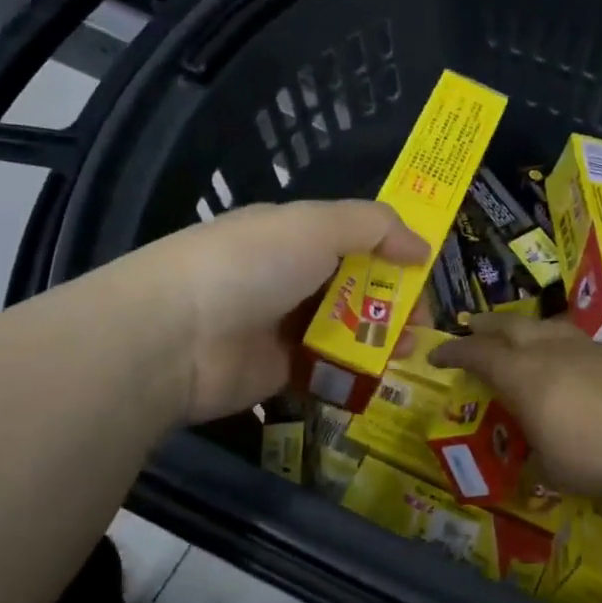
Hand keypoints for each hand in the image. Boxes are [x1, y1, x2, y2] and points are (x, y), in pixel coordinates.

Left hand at [132, 199, 428, 423]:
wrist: (177, 336)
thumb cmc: (250, 265)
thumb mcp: (316, 225)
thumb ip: (374, 226)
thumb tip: (422, 245)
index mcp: (292, 235)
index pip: (353, 239)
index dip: (392, 253)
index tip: (424, 273)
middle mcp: (287, 277)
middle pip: (354, 288)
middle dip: (394, 302)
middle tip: (422, 323)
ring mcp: (281, 326)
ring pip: (345, 330)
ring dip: (380, 339)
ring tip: (407, 351)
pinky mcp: (278, 372)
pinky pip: (327, 369)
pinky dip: (354, 372)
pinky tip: (379, 377)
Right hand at [430, 313, 601, 497]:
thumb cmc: (593, 454)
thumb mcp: (552, 469)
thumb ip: (536, 460)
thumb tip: (534, 463)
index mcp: (521, 375)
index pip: (477, 354)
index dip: (453, 353)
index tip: (436, 356)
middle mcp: (548, 351)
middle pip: (509, 326)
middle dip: (485, 326)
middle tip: (471, 327)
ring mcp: (584, 348)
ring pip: (544, 326)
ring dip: (523, 328)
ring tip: (517, 336)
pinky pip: (572, 339)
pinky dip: (555, 342)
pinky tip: (563, 358)